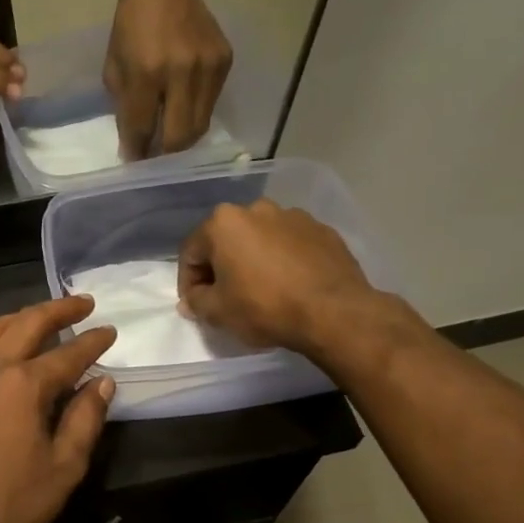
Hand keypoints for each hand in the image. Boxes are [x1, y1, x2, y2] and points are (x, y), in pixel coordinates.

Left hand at [0, 297, 117, 522]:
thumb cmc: (12, 500)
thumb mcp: (64, 466)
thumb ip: (85, 419)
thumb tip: (102, 382)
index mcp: (24, 384)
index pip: (68, 353)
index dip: (93, 341)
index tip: (110, 331)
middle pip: (26, 324)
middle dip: (58, 309)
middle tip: (82, 303)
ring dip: (17, 319)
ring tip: (37, 319)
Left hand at [104, 0, 231, 157]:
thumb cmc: (131, 27)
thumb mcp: (114, 69)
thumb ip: (125, 107)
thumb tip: (134, 144)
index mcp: (146, 73)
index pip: (143, 128)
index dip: (138, 152)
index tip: (134, 165)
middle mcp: (181, 72)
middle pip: (180, 136)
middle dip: (165, 155)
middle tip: (155, 159)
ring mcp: (208, 67)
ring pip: (200, 125)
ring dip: (183, 139)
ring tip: (169, 141)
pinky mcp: (225, 61)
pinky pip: (211, 104)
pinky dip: (196, 114)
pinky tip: (184, 110)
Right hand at [177, 200, 377, 354]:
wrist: (335, 312)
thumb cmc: (264, 307)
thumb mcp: (217, 311)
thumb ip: (196, 302)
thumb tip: (191, 300)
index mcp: (224, 222)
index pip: (191, 253)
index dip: (188, 283)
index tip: (196, 305)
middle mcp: (256, 209)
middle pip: (226, 241)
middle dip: (221, 267)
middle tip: (226, 297)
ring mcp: (293, 217)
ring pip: (260, 240)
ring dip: (253, 261)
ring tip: (261, 291)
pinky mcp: (323, 230)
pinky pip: (290, 245)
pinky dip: (283, 261)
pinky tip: (290, 286)